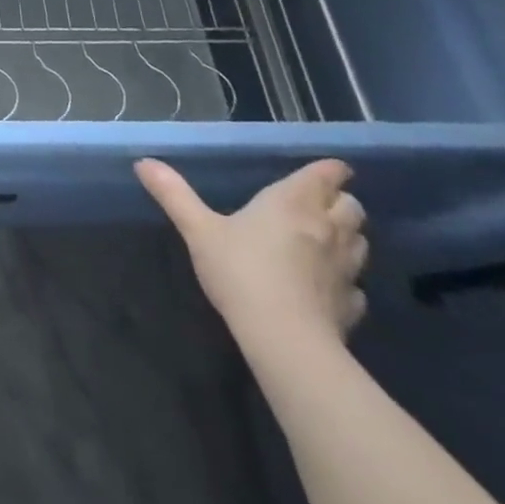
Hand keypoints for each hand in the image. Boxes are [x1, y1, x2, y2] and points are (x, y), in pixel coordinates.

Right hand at [137, 158, 367, 350]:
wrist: (285, 341)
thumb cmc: (241, 272)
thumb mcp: (198, 229)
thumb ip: (173, 194)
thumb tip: (143, 162)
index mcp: (292, 202)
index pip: (326, 175)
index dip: (331, 169)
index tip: (329, 169)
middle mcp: (326, 229)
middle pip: (352, 207)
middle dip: (340, 202)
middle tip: (320, 204)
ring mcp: (345, 270)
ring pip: (361, 243)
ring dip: (348, 237)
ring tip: (326, 240)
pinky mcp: (352, 307)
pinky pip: (356, 286)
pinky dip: (346, 280)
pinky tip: (327, 287)